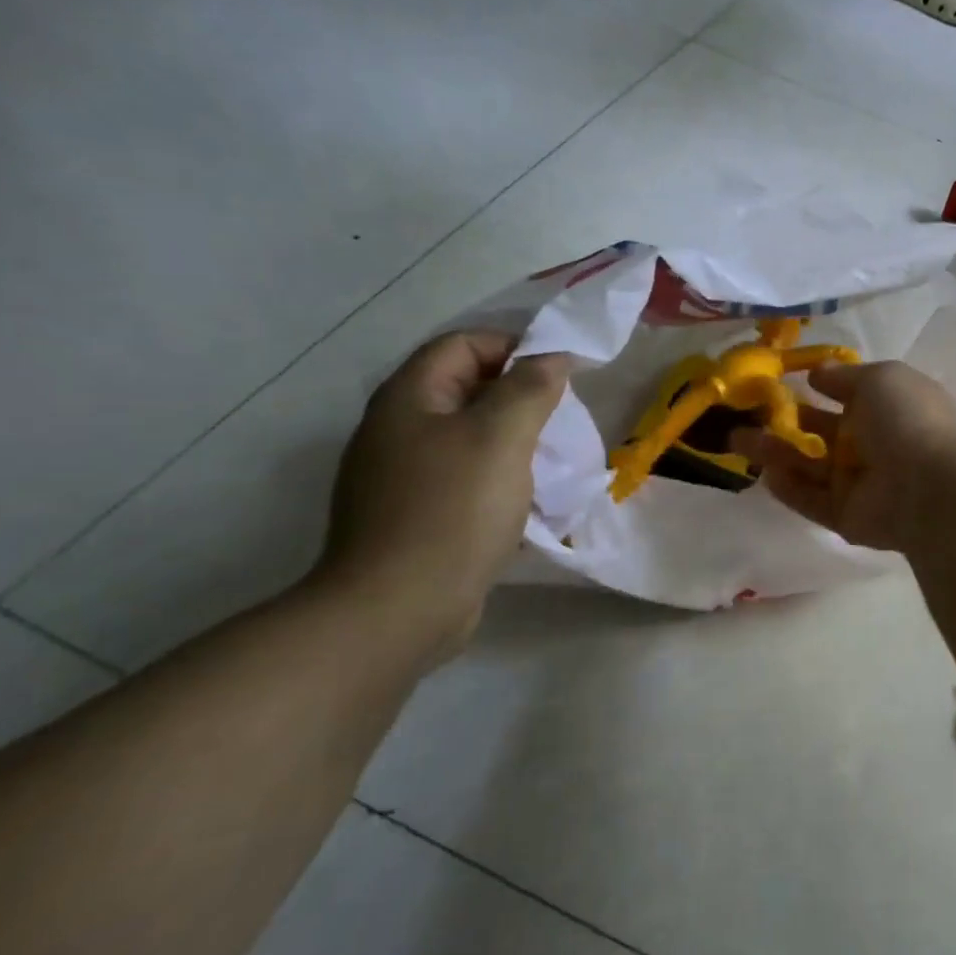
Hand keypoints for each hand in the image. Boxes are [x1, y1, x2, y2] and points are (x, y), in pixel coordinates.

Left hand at [317, 331, 570, 654]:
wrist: (398, 610)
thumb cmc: (453, 510)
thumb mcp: (502, 436)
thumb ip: (530, 388)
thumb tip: (552, 358)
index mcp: (408, 399)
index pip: (463, 344)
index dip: (514, 347)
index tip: (560, 374)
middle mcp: (395, 430)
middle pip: (465, 389)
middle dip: (519, 397)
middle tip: (560, 420)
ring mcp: (399, 476)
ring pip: (467, 438)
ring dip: (512, 442)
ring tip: (551, 461)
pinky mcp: (412, 516)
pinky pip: (462, 479)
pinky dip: (498, 479)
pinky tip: (525, 502)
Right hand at [733, 360, 955, 550]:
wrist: (929, 485)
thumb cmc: (906, 419)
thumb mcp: (879, 378)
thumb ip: (843, 376)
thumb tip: (816, 372)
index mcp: (886, 406)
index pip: (845, 395)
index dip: (814, 387)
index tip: (777, 381)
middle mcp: (871, 443)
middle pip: (819, 431)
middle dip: (784, 422)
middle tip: (743, 414)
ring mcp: (858, 482)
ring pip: (808, 465)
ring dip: (773, 453)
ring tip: (736, 440)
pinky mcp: (845, 515)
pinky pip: (810, 499)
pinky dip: (788, 487)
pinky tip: (764, 474)